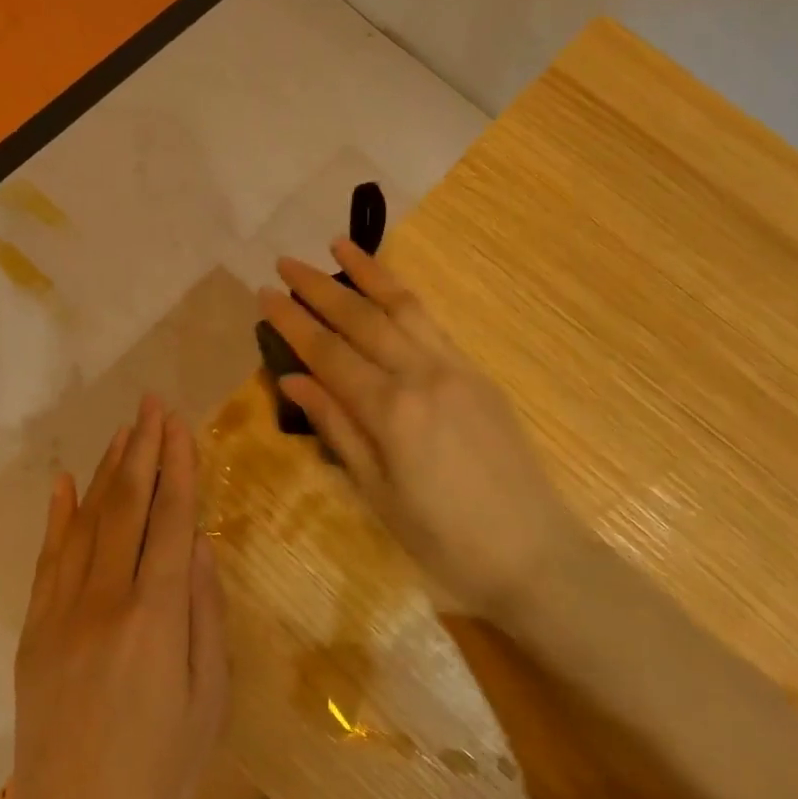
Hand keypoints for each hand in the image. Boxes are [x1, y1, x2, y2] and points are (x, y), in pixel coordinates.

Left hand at [5, 396, 228, 798]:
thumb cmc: (161, 773)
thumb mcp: (209, 700)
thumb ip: (206, 616)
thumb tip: (202, 547)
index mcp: (157, 617)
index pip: (172, 521)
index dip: (179, 467)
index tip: (180, 423)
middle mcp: (106, 600)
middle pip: (128, 507)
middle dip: (144, 450)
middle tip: (152, 404)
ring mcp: (62, 612)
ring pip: (88, 522)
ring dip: (109, 472)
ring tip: (125, 431)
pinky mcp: (35, 631)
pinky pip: (48, 559)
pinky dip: (58, 516)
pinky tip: (66, 483)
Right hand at [259, 241, 590, 618]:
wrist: (532, 552)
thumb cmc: (444, 539)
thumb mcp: (377, 492)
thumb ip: (337, 427)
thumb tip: (295, 378)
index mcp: (391, 410)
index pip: (329, 353)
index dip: (293, 322)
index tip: (265, 294)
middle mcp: (422, 374)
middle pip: (362, 319)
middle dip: (320, 288)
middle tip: (285, 262)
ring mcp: (456, 368)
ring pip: (403, 308)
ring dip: (368, 274)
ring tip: (338, 246)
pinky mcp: (478, 374)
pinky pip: (433, 324)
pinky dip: (405, 299)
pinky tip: (389, 290)